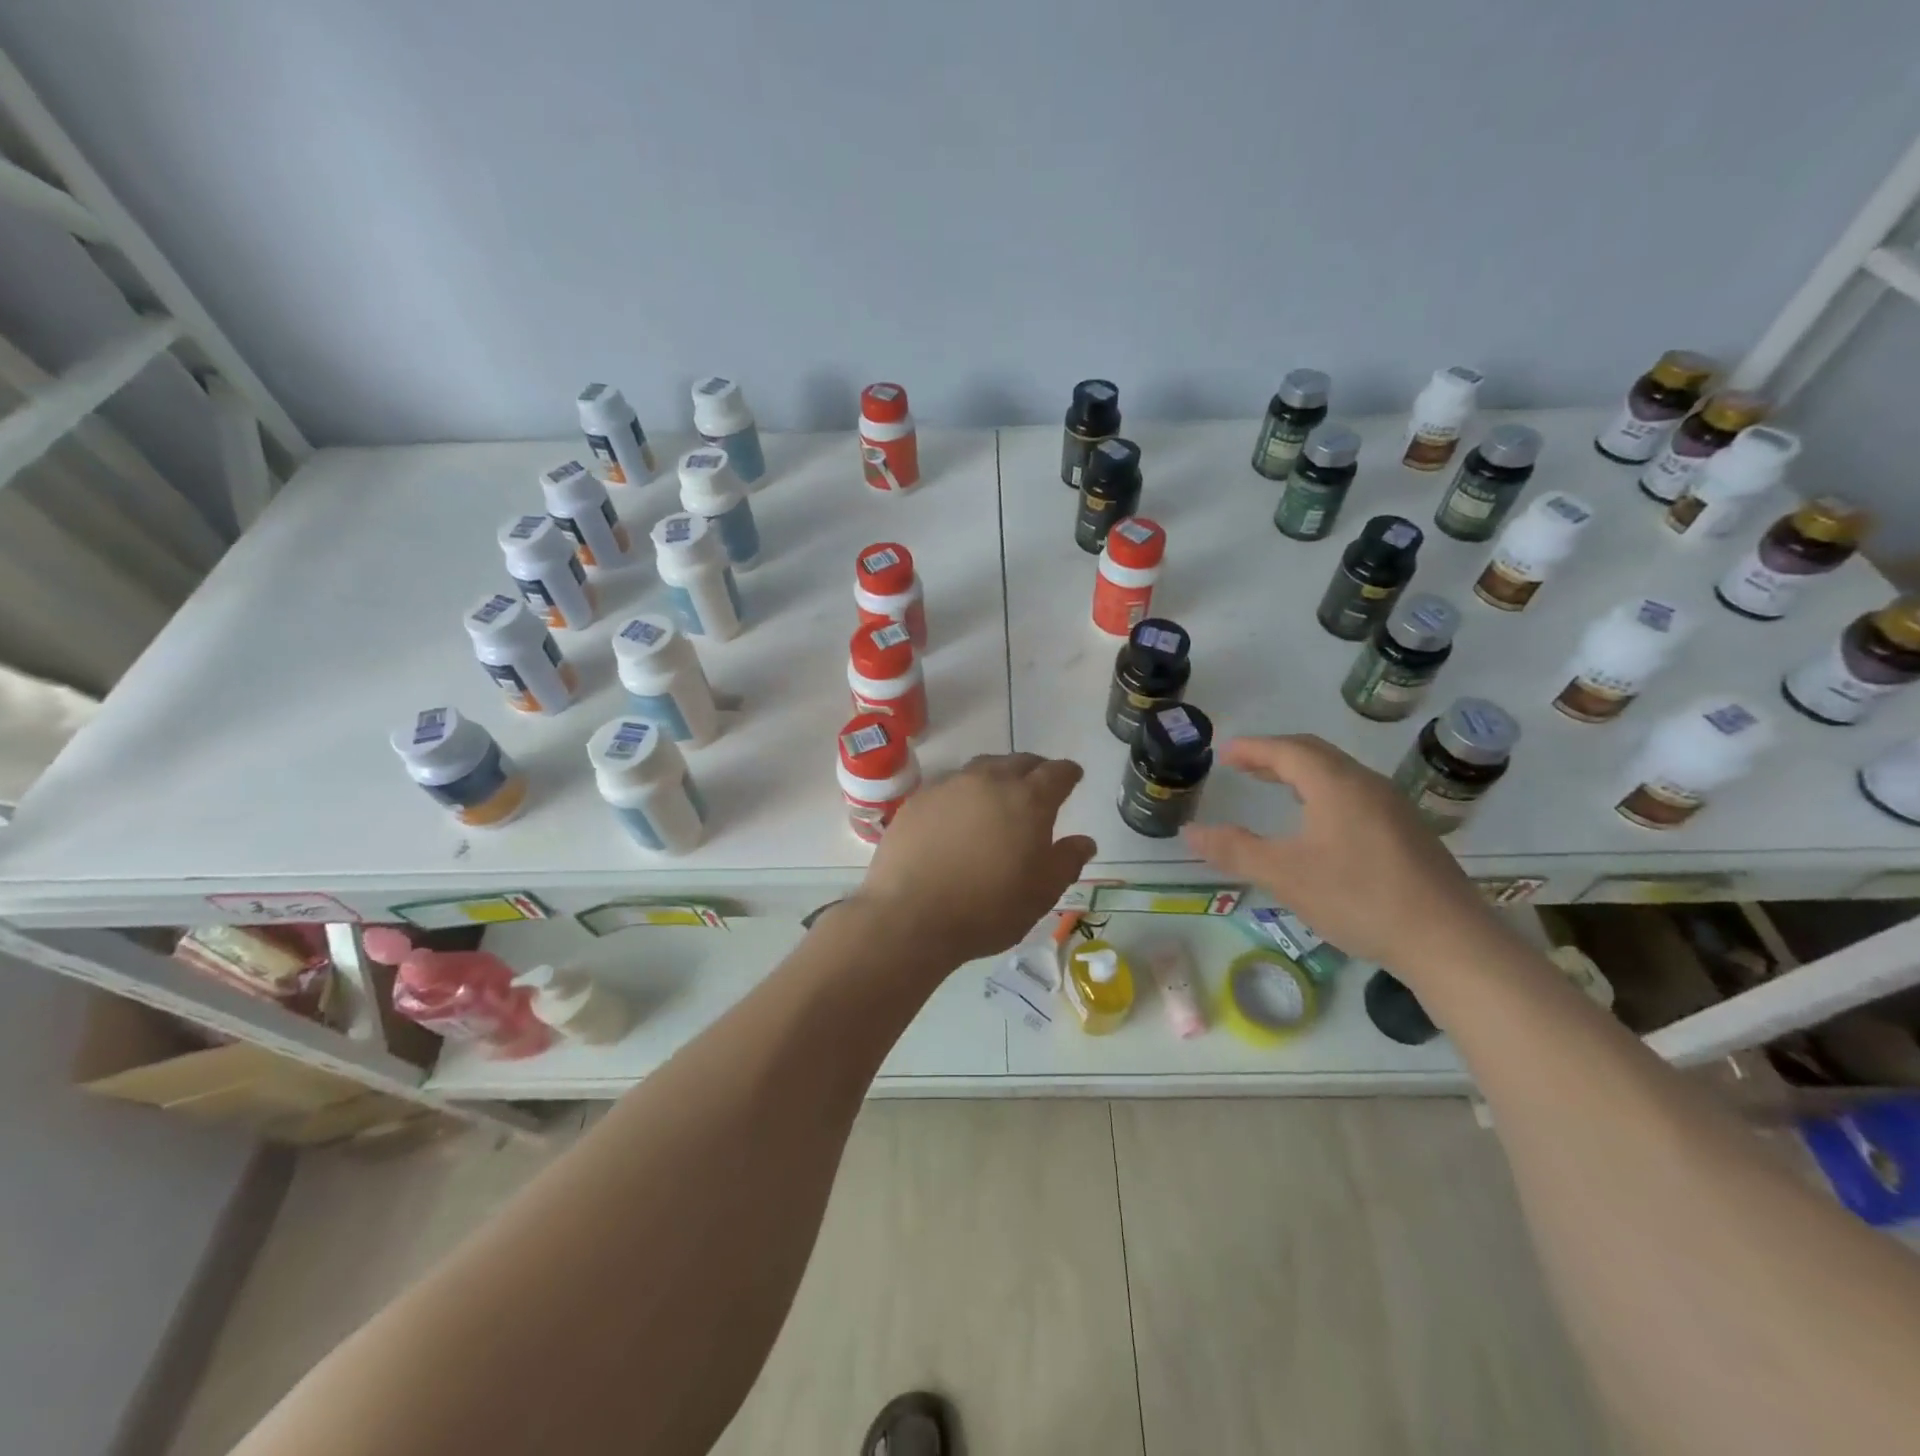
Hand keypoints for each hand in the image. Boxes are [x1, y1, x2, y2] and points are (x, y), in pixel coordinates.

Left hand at [855, 754, 1095, 966]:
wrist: (911, 916)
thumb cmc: (987, 909)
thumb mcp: (1041, 894)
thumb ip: (1066, 862)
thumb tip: (1084, 841)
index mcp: (1028, 800)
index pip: (1057, 772)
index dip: (1069, 774)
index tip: (1073, 778)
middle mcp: (989, 781)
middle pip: (1019, 762)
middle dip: (1034, 769)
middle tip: (1039, 785)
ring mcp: (949, 786)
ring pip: (981, 768)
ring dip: (997, 776)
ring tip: (999, 795)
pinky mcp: (918, 800)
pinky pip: (949, 785)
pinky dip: (963, 793)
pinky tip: (959, 814)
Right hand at [1185, 735, 1494, 972]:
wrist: (1448, 940)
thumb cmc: (1358, 898)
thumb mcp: (1285, 875)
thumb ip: (1234, 850)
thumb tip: (1190, 832)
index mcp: (1336, 785)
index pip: (1287, 751)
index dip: (1253, 748)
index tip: (1224, 752)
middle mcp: (1366, 785)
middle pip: (1315, 755)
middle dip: (1275, 755)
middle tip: (1244, 765)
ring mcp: (1393, 808)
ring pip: (1338, 774)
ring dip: (1301, 774)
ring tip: (1275, 788)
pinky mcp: (1408, 832)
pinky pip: (1355, 794)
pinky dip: (1324, 793)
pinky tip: (1319, 823)